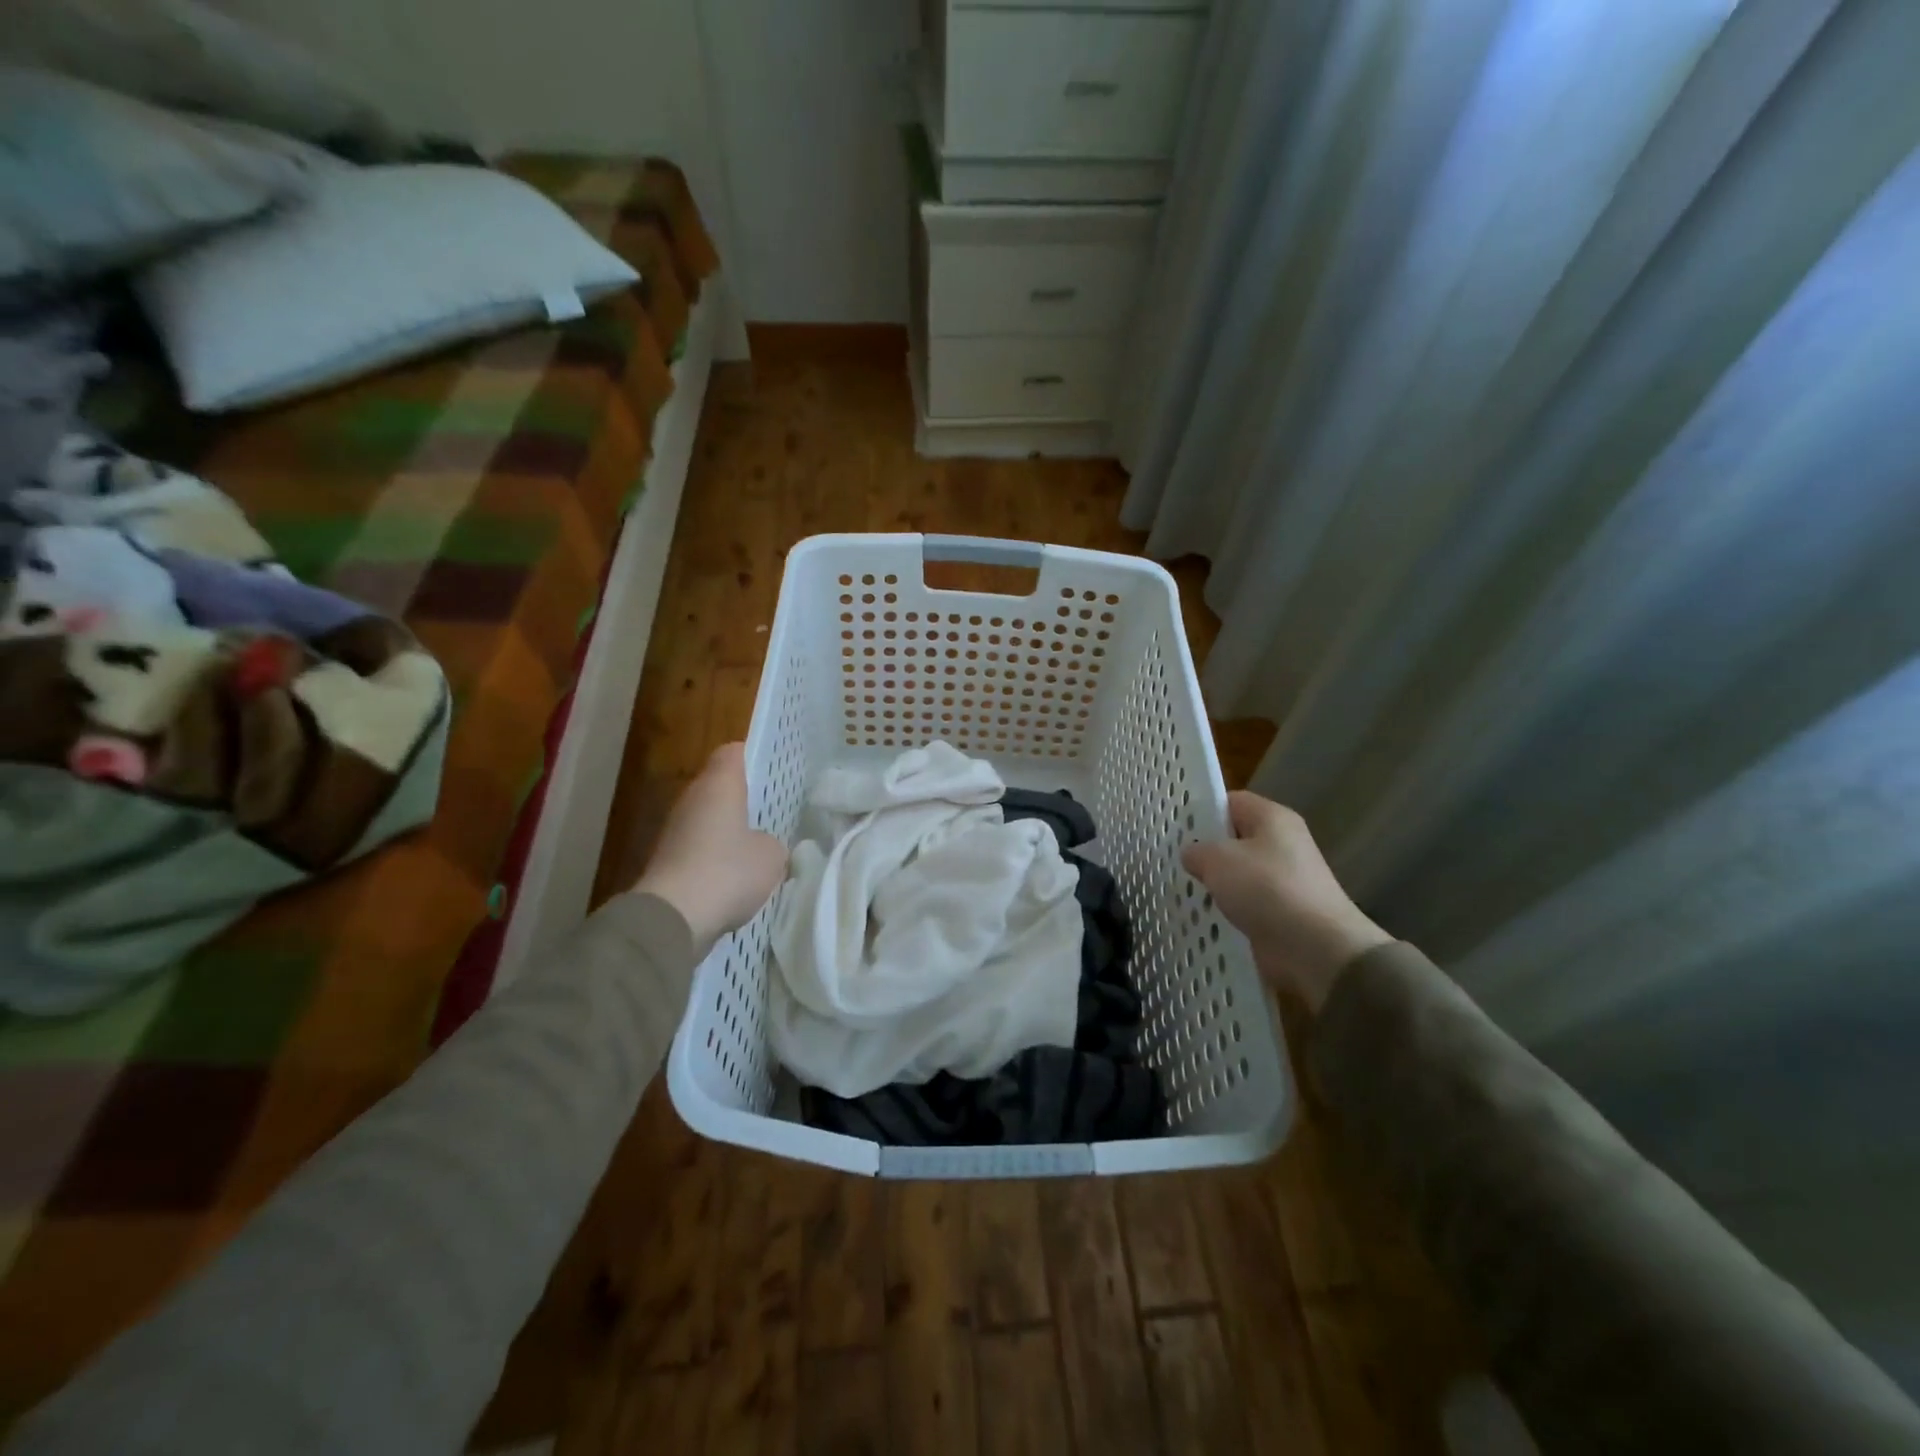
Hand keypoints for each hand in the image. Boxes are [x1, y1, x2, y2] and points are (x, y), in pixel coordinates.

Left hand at [632, 743, 787, 948]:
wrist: (673, 917)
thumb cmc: (728, 871)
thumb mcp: (772, 856)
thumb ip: (773, 843)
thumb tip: (762, 846)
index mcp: (719, 784)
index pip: (734, 752)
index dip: (754, 758)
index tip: (774, 774)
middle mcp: (692, 798)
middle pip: (720, 787)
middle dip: (745, 800)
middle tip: (774, 813)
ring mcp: (675, 830)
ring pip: (709, 820)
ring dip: (729, 832)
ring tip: (759, 850)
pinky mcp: (667, 861)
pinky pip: (699, 850)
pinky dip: (715, 860)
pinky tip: (736, 879)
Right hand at [1181, 792, 1390, 1012]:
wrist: (1315, 948)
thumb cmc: (1267, 889)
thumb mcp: (1219, 859)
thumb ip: (1197, 851)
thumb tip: (1192, 854)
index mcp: (1272, 818)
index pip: (1230, 802)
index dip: (1202, 811)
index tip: (1174, 828)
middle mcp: (1282, 844)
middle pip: (1234, 839)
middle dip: (1205, 851)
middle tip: (1171, 861)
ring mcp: (1284, 880)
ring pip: (1238, 875)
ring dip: (1215, 885)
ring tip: (1181, 891)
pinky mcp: (1282, 913)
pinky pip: (1246, 904)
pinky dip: (1228, 910)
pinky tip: (1202, 918)